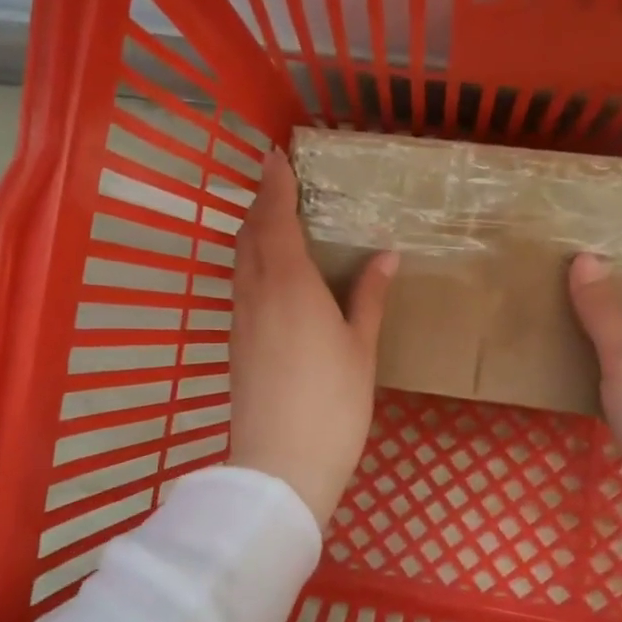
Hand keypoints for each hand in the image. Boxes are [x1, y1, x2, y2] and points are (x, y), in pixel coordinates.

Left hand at [229, 148, 397, 525]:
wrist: (280, 465)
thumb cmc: (332, 403)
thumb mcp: (361, 348)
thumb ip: (369, 296)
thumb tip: (386, 255)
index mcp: (289, 284)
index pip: (274, 219)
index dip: (274, 185)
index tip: (276, 156)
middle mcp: (256, 293)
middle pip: (249, 234)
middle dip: (261, 203)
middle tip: (280, 185)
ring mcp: (240, 319)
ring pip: (239, 260)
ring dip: (252, 231)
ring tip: (275, 220)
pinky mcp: (235, 343)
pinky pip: (239, 285)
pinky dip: (250, 262)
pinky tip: (270, 273)